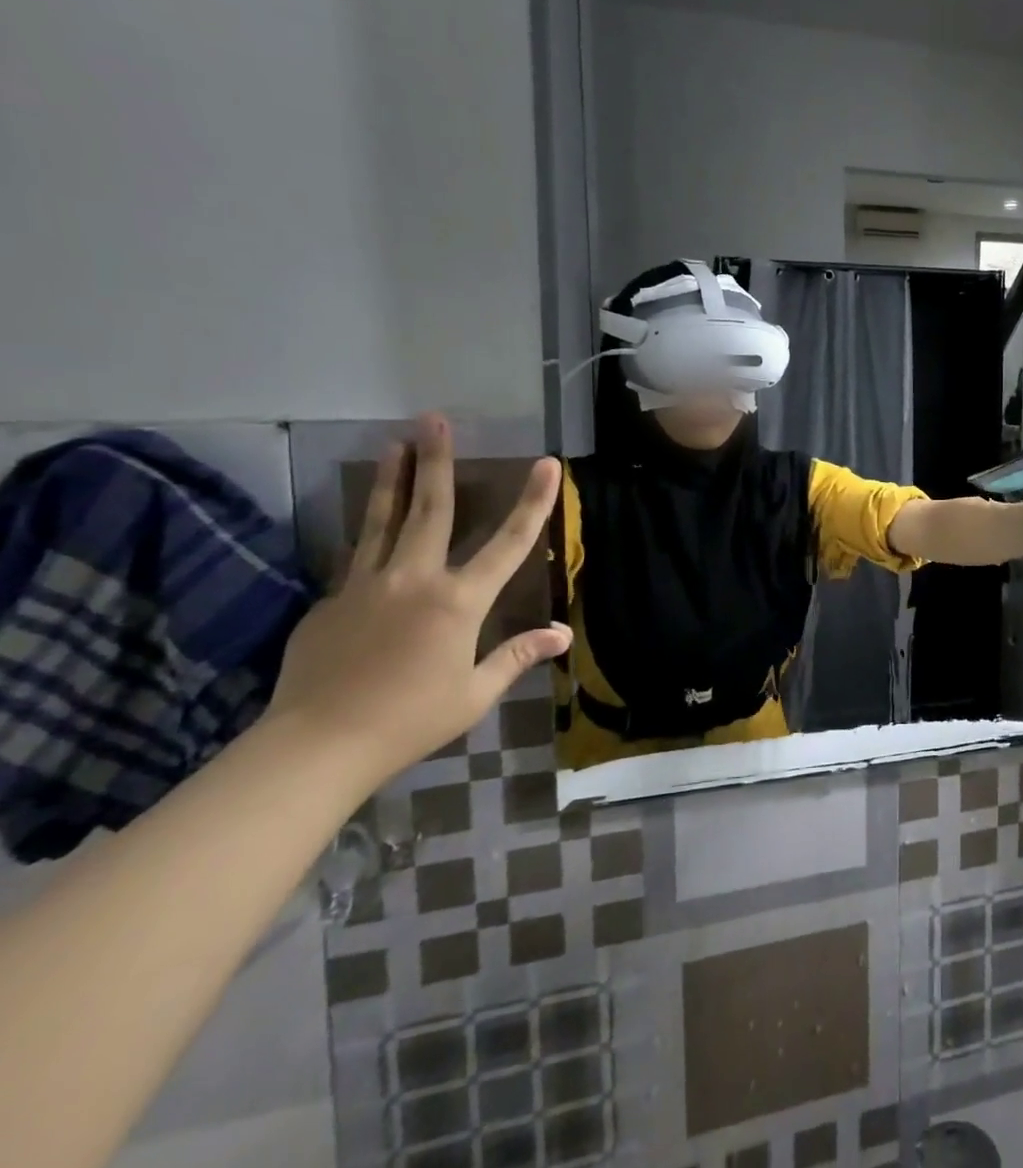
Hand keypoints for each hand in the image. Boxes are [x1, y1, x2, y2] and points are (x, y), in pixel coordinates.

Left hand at [262, 415, 571, 790]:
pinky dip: (370, 541)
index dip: (533, 501)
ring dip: (392, 480)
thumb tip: (562, 635)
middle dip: (436, 461)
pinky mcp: (329, 603)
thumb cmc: (410, 720)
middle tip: (433, 420)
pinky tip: (373, 537)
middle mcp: (413, 580)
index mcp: (458, 601)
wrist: (314, 747)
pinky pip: (357, 563)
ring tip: (393, 444)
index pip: (509, 542)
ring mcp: (365, 587)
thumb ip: (517, 656)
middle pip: (429, 509)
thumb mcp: (475, 693)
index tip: (547, 463)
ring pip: (381, 521)